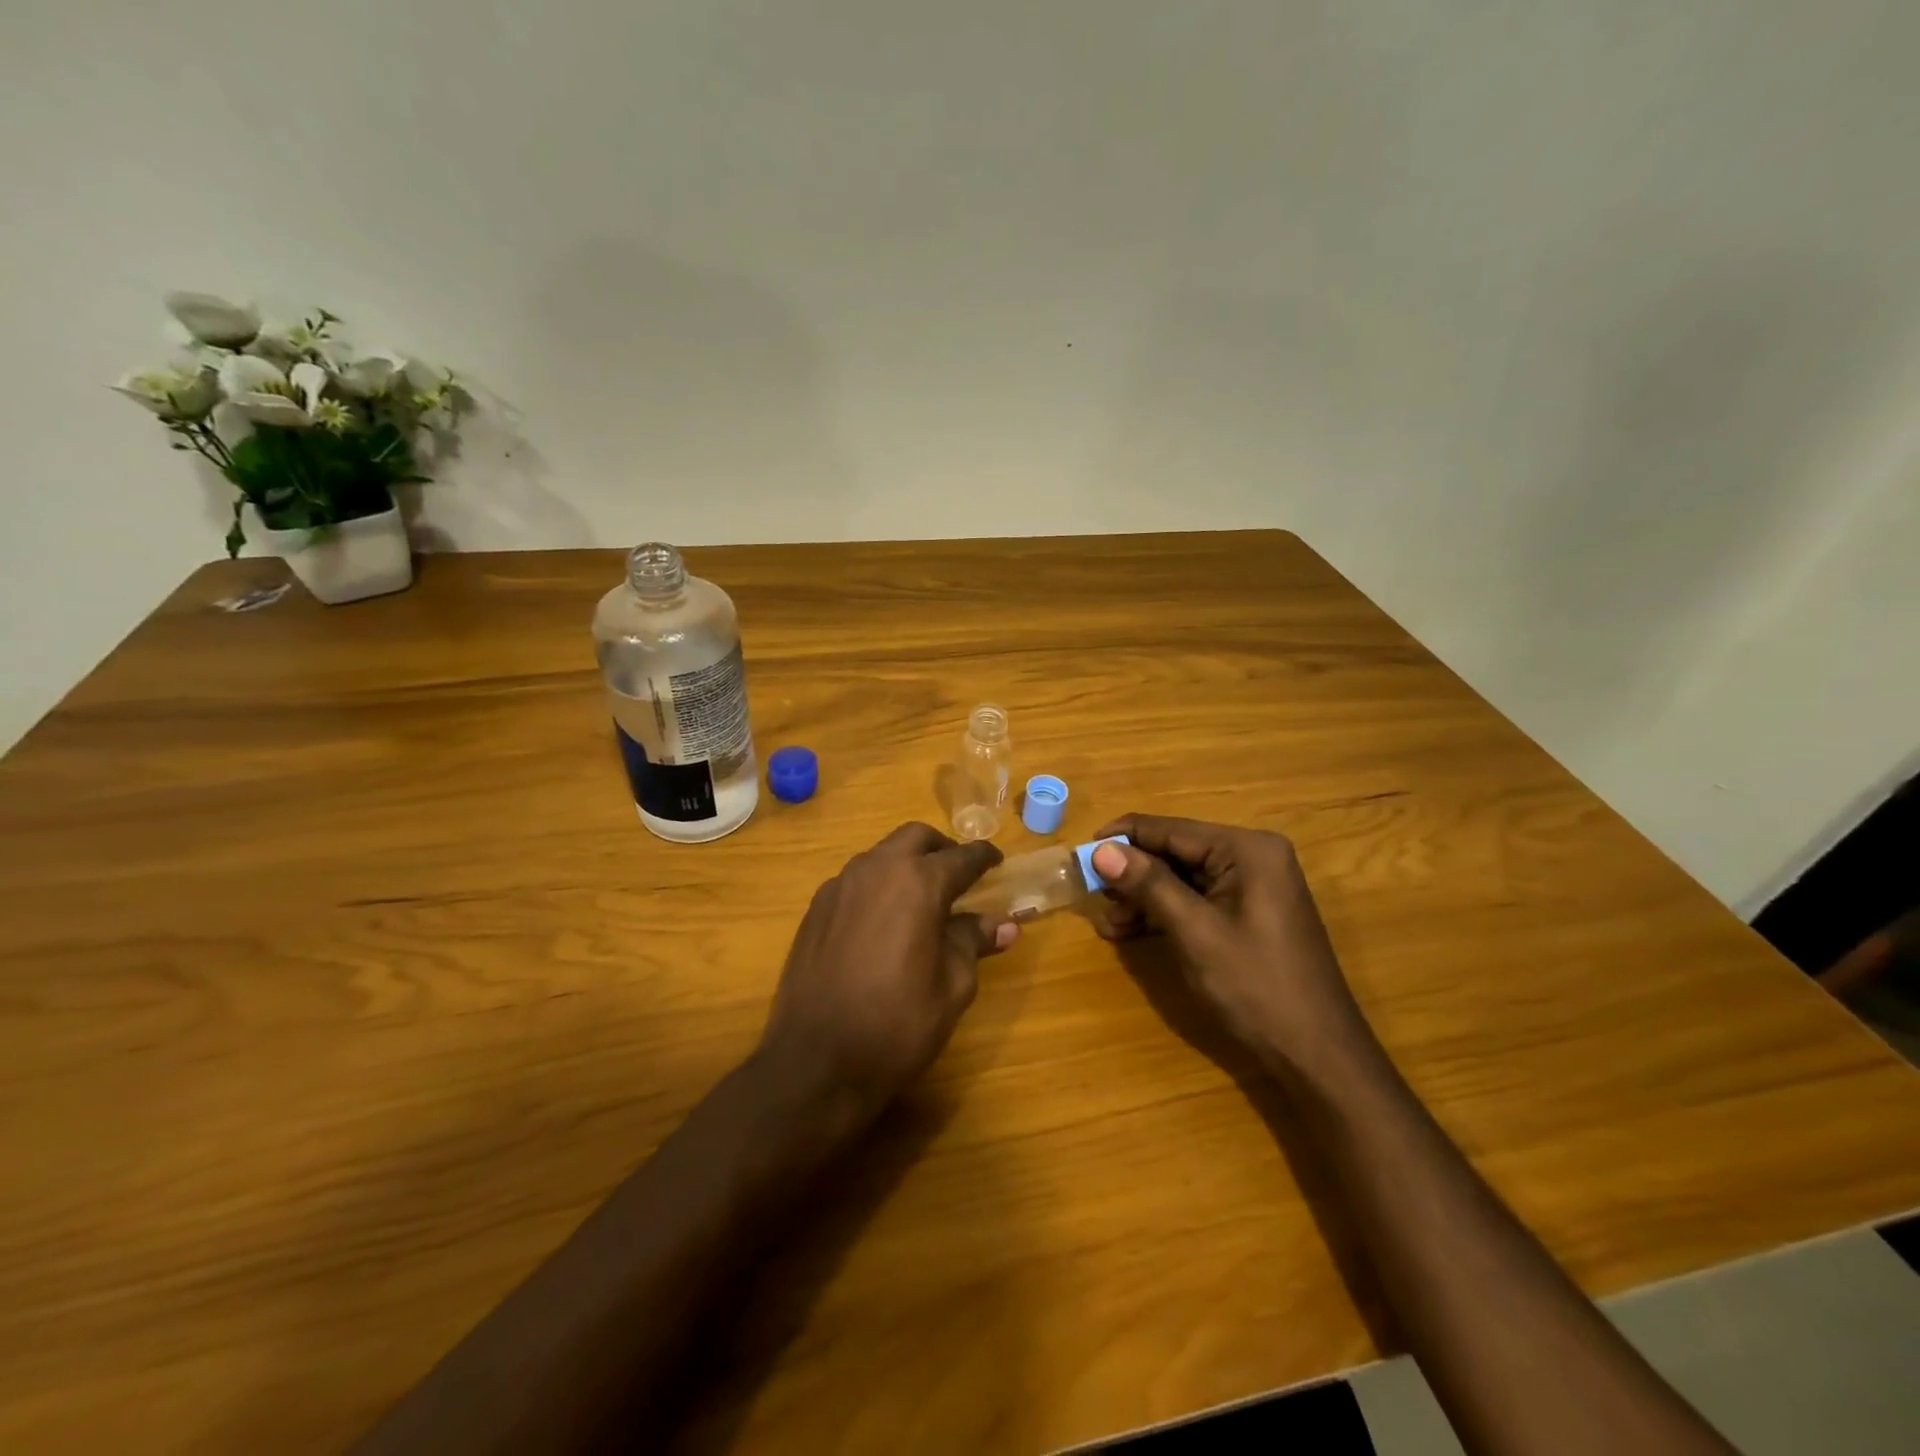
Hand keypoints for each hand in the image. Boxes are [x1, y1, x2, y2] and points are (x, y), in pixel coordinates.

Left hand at [757, 823, 1018, 1131]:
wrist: (816, 1061)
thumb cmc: (898, 1025)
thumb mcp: (952, 986)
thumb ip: (973, 942)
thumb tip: (1005, 924)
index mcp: (918, 883)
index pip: (961, 857)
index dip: (983, 857)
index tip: (996, 861)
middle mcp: (876, 870)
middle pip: (915, 838)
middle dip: (942, 849)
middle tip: (959, 875)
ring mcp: (840, 886)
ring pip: (881, 854)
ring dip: (906, 863)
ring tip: (922, 898)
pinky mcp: (815, 908)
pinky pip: (855, 879)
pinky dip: (878, 885)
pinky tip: (883, 919)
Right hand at [1090, 814, 1370, 1078]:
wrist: (1317, 1055)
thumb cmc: (1256, 987)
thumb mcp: (1195, 932)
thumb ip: (1149, 885)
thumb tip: (1101, 849)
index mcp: (1247, 849)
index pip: (1170, 829)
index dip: (1123, 839)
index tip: (1080, 853)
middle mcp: (1252, 856)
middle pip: (1175, 852)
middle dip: (1132, 875)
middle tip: (1094, 900)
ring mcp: (1253, 886)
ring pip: (1181, 878)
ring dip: (1144, 898)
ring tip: (1110, 927)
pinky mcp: (1249, 913)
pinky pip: (1197, 900)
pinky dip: (1165, 914)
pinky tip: (1133, 933)